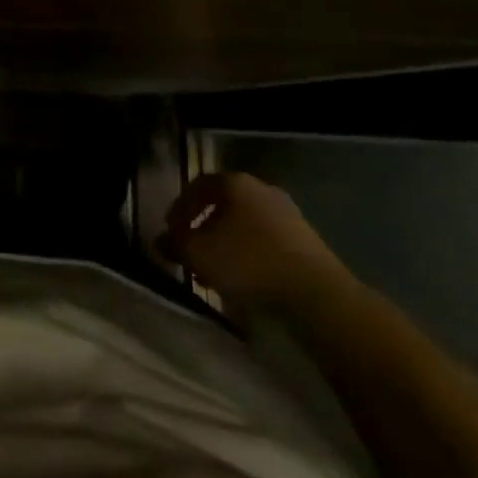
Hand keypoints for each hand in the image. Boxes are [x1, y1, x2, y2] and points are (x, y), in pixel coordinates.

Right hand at [157, 172, 348, 316]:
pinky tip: (245, 281)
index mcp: (235, 182)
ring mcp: (288, 214)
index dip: (180, 208)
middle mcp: (262, 189)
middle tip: (192, 252)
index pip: (198, 185)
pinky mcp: (306, 241)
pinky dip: (250, 255)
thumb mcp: (198, 254)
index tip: (171, 231)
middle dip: (204, 228)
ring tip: (217, 273)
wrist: (317, 295)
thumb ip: (175, 243)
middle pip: (223, 205)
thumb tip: (160, 240)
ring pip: (245, 225)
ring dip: (227, 244)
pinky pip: (266, 242)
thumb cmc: (248, 263)